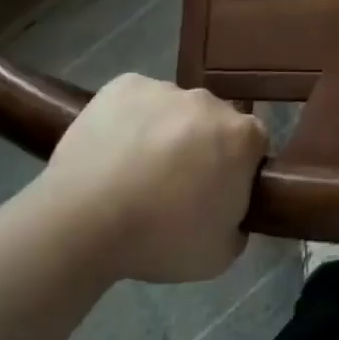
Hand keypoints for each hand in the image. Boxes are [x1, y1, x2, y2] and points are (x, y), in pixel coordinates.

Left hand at [36, 74, 267, 283]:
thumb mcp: (220, 255)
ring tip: (135, 170)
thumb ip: (237, 225)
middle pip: (214, 121)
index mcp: (241, 136)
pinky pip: (137, 100)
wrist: (84, 221)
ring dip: (166, 132)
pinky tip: (113, 150)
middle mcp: (209, 102)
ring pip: (174, 109)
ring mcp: (165, 88)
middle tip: (175, 185)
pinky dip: (131, 119)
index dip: (238, 169)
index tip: (217, 193)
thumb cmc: (160, 240)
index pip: (254, 145)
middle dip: (203, 146)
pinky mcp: (124, 85)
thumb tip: (229, 210)